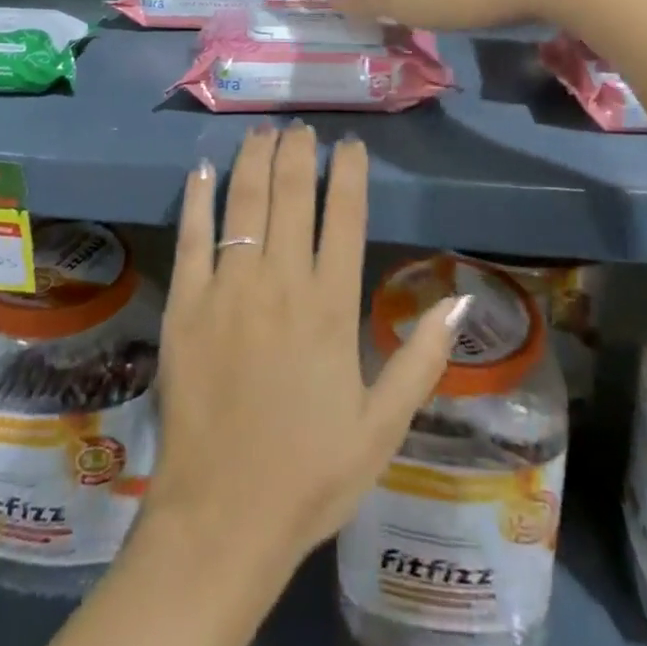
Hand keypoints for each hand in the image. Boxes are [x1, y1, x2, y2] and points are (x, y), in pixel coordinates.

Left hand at [148, 125, 467, 567]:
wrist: (222, 518)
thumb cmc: (309, 473)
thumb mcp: (382, 427)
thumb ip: (420, 359)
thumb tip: (460, 300)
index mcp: (331, 307)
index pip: (344, 217)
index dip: (349, 173)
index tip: (350, 145)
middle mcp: (281, 282)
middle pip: (291, 195)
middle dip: (297, 153)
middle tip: (301, 127)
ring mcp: (228, 288)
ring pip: (244, 203)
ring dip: (254, 160)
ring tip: (263, 132)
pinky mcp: (186, 303)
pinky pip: (193, 236)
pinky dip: (199, 197)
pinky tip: (204, 168)